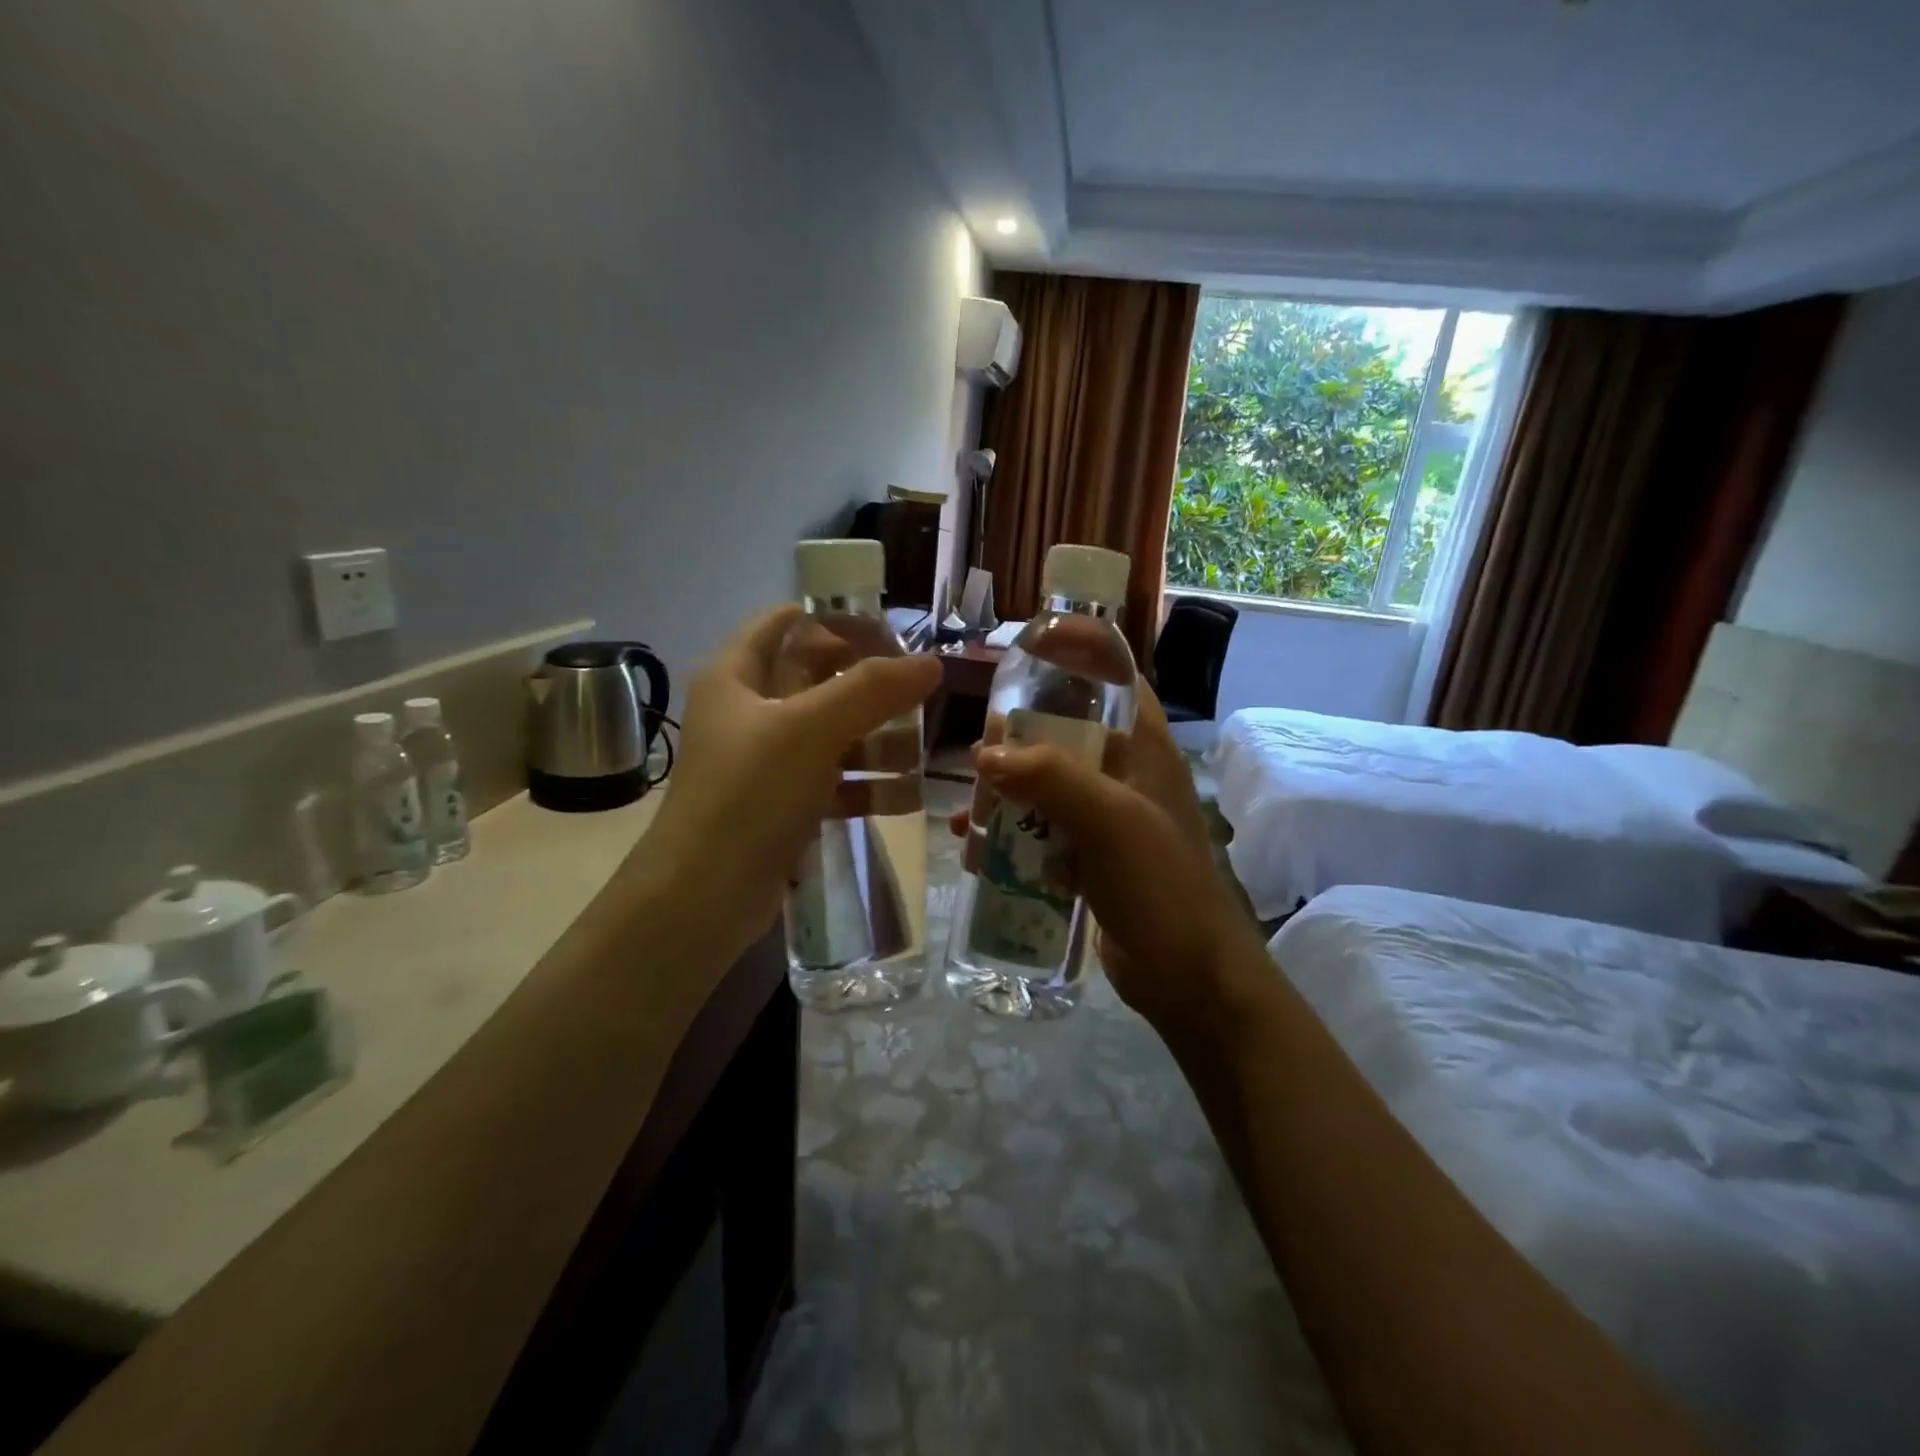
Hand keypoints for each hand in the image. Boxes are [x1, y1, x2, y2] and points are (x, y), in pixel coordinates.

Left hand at [630, 606, 940, 943]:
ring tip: (921, 752)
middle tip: (919, 692)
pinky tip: (906, 796)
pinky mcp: (781, 806)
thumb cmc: (750, 793)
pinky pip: (833, 783)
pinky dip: (866, 786)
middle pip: (817, 680)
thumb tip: (931, 663)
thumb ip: (872, 690)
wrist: (703, 896)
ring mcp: (766, 762)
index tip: (888, 632)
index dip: (835, 620)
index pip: (785, 623)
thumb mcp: (812, 730)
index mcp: (737, 676)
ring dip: (877, 741)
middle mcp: (749, 712)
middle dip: (869, 687)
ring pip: (831, 735)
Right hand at [956, 685, 1264, 1037]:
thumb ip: (1049, 779)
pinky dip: (1011, 834)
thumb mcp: (1110, 822)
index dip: (1076, 652)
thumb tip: (984, 756)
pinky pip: (1042, 829)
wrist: (1188, 976)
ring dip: (1006, 793)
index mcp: (1144, 746)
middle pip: (1065, 731)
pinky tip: (978, 851)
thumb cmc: (1160, 886)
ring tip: (969, 813)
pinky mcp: (1089, 855)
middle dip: (1018, 739)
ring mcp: (1106, 815)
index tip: (1026, 649)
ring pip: (1046, 783)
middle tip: (978, 757)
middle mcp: (1124, 771)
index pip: (1114, 676)